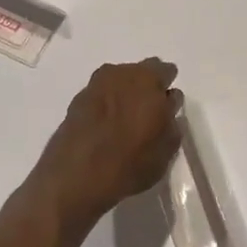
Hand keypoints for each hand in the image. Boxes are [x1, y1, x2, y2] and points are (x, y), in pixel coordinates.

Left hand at [28, 59, 182, 227]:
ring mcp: (96, 83)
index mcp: (149, 80)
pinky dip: (106, 103)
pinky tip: (105, 125)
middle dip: (146, 87)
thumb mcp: (166, 150)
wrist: (75, 175)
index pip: (167, 71)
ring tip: (124, 120)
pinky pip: (101, 94)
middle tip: (147, 112)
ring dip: (124, 93)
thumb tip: (167, 110)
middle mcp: (122, 73)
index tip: (166, 108)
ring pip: (119, 80)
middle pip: (141, 71)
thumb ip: (171, 123)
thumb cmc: (129, 164)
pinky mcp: (77, 98)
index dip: (167, 90)